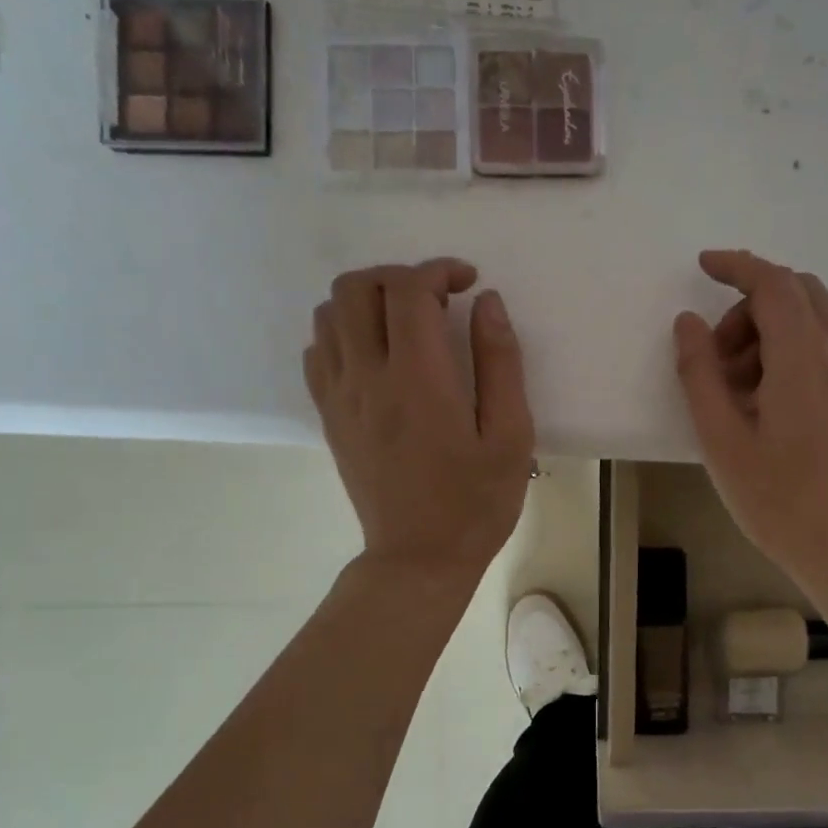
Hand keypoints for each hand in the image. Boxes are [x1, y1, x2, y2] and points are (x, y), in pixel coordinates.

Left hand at [305, 259, 533, 579]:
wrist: (419, 558)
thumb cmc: (476, 502)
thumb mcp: (511, 436)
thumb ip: (501, 363)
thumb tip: (488, 303)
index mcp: (418, 380)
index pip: (408, 290)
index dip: (438, 270)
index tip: (468, 284)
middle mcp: (368, 377)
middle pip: (356, 287)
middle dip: (398, 276)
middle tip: (435, 298)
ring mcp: (340, 397)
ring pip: (328, 313)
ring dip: (366, 300)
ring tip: (404, 322)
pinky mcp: (328, 417)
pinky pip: (316, 351)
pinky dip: (341, 333)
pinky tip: (375, 354)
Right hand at [674, 250, 827, 591]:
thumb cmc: (781, 502)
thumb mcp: (722, 441)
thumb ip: (700, 374)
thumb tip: (688, 323)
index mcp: (805, 359)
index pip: (773, 284)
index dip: (737, 266)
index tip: (704, 266)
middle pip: (799, 293)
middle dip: (751, 307)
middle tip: (719, 359)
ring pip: (817, 320)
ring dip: (774, 331)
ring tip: (743, 393)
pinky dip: (798, 351)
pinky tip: (776, 403)